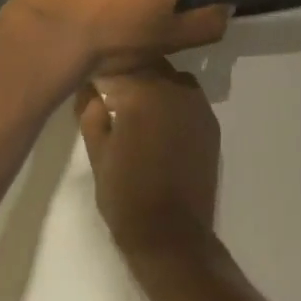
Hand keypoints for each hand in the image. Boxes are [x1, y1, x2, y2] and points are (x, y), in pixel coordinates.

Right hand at [77, 61, 220, 262]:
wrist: (172, 235)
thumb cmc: (125, 194)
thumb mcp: (96, 151)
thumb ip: (90, 112)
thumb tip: (90, 88)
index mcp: (143, 91)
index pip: (116, 64)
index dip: (100, 71)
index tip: (89, 81)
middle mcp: (174, 88)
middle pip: (145, 65)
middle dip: (126, 74)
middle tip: (107, 92)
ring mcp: (197, 104)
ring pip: (168, 77)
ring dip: (150, 83)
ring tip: (133, 105)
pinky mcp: (210, 123)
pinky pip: (186, 96)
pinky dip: (170, 99)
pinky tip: (157, 120)